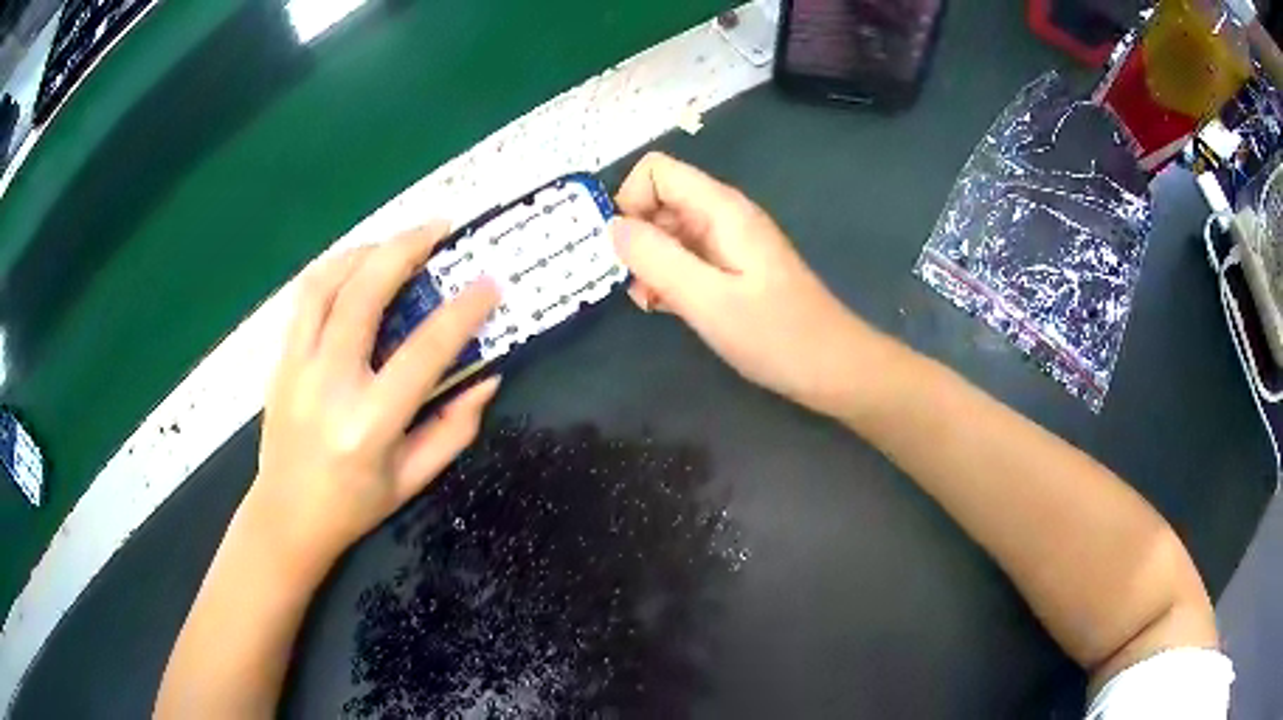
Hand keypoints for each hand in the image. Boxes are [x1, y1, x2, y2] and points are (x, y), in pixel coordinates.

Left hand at [243, 223, 500, 579]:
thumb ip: (454, 428)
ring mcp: (296, 367)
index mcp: (369, 423)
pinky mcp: (279, 360)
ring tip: (396, 243)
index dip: (461, 312)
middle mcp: (329, 384)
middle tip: (439, 229)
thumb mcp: (414, 479)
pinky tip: (356, 267)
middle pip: (363, 294)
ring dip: (365, 251)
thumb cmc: (354, 505)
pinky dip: (334, 270)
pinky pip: (305, 298)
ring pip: (324, 283)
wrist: (285, 517)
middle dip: (405, 248)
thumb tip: (487, 378)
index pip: (422, 352)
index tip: (488, 285)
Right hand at [612, 152, 877, 415]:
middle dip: (636, 238)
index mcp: (721, 208)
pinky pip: (686, 258)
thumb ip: (656, 259)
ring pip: (668, 232)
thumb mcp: (707, 299)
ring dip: (649, 263)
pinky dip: (668, 278)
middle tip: (636, 286)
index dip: (629, 201)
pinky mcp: (732, 268)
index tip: (622, 250)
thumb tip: (613, 226)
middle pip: (659, 200)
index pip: (656, 171)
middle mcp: (723, 215)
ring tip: (652, 304)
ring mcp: (729, 242)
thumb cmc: (775, 335)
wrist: (832, 367)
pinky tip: (669, 309)